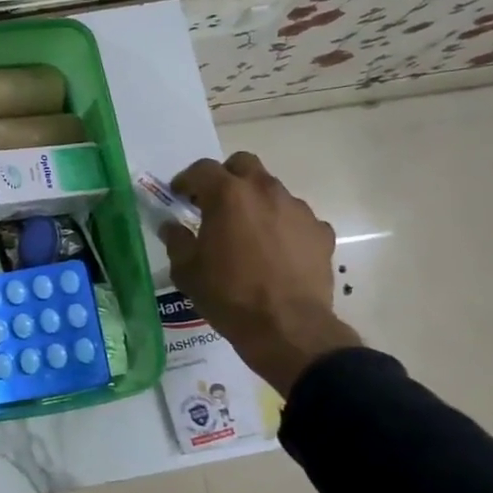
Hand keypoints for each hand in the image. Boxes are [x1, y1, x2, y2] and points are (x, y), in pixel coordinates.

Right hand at [160, 152, 361, 396]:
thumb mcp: (187, 271)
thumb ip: (177, 241)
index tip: (179, 196)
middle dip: (226, 177)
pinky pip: (296, 219)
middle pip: (244, 165)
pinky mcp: (321, 232)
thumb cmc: (228, 295)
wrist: (287, 328)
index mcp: (228, 195)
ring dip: (256, 202)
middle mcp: (265, 192)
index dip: (187, 180)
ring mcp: (298, 210)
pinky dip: (283, 227)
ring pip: (272, 190)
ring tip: (248, 233)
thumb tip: (172, 227)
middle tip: (215, 204)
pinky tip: (276, 252)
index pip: (202, 169)